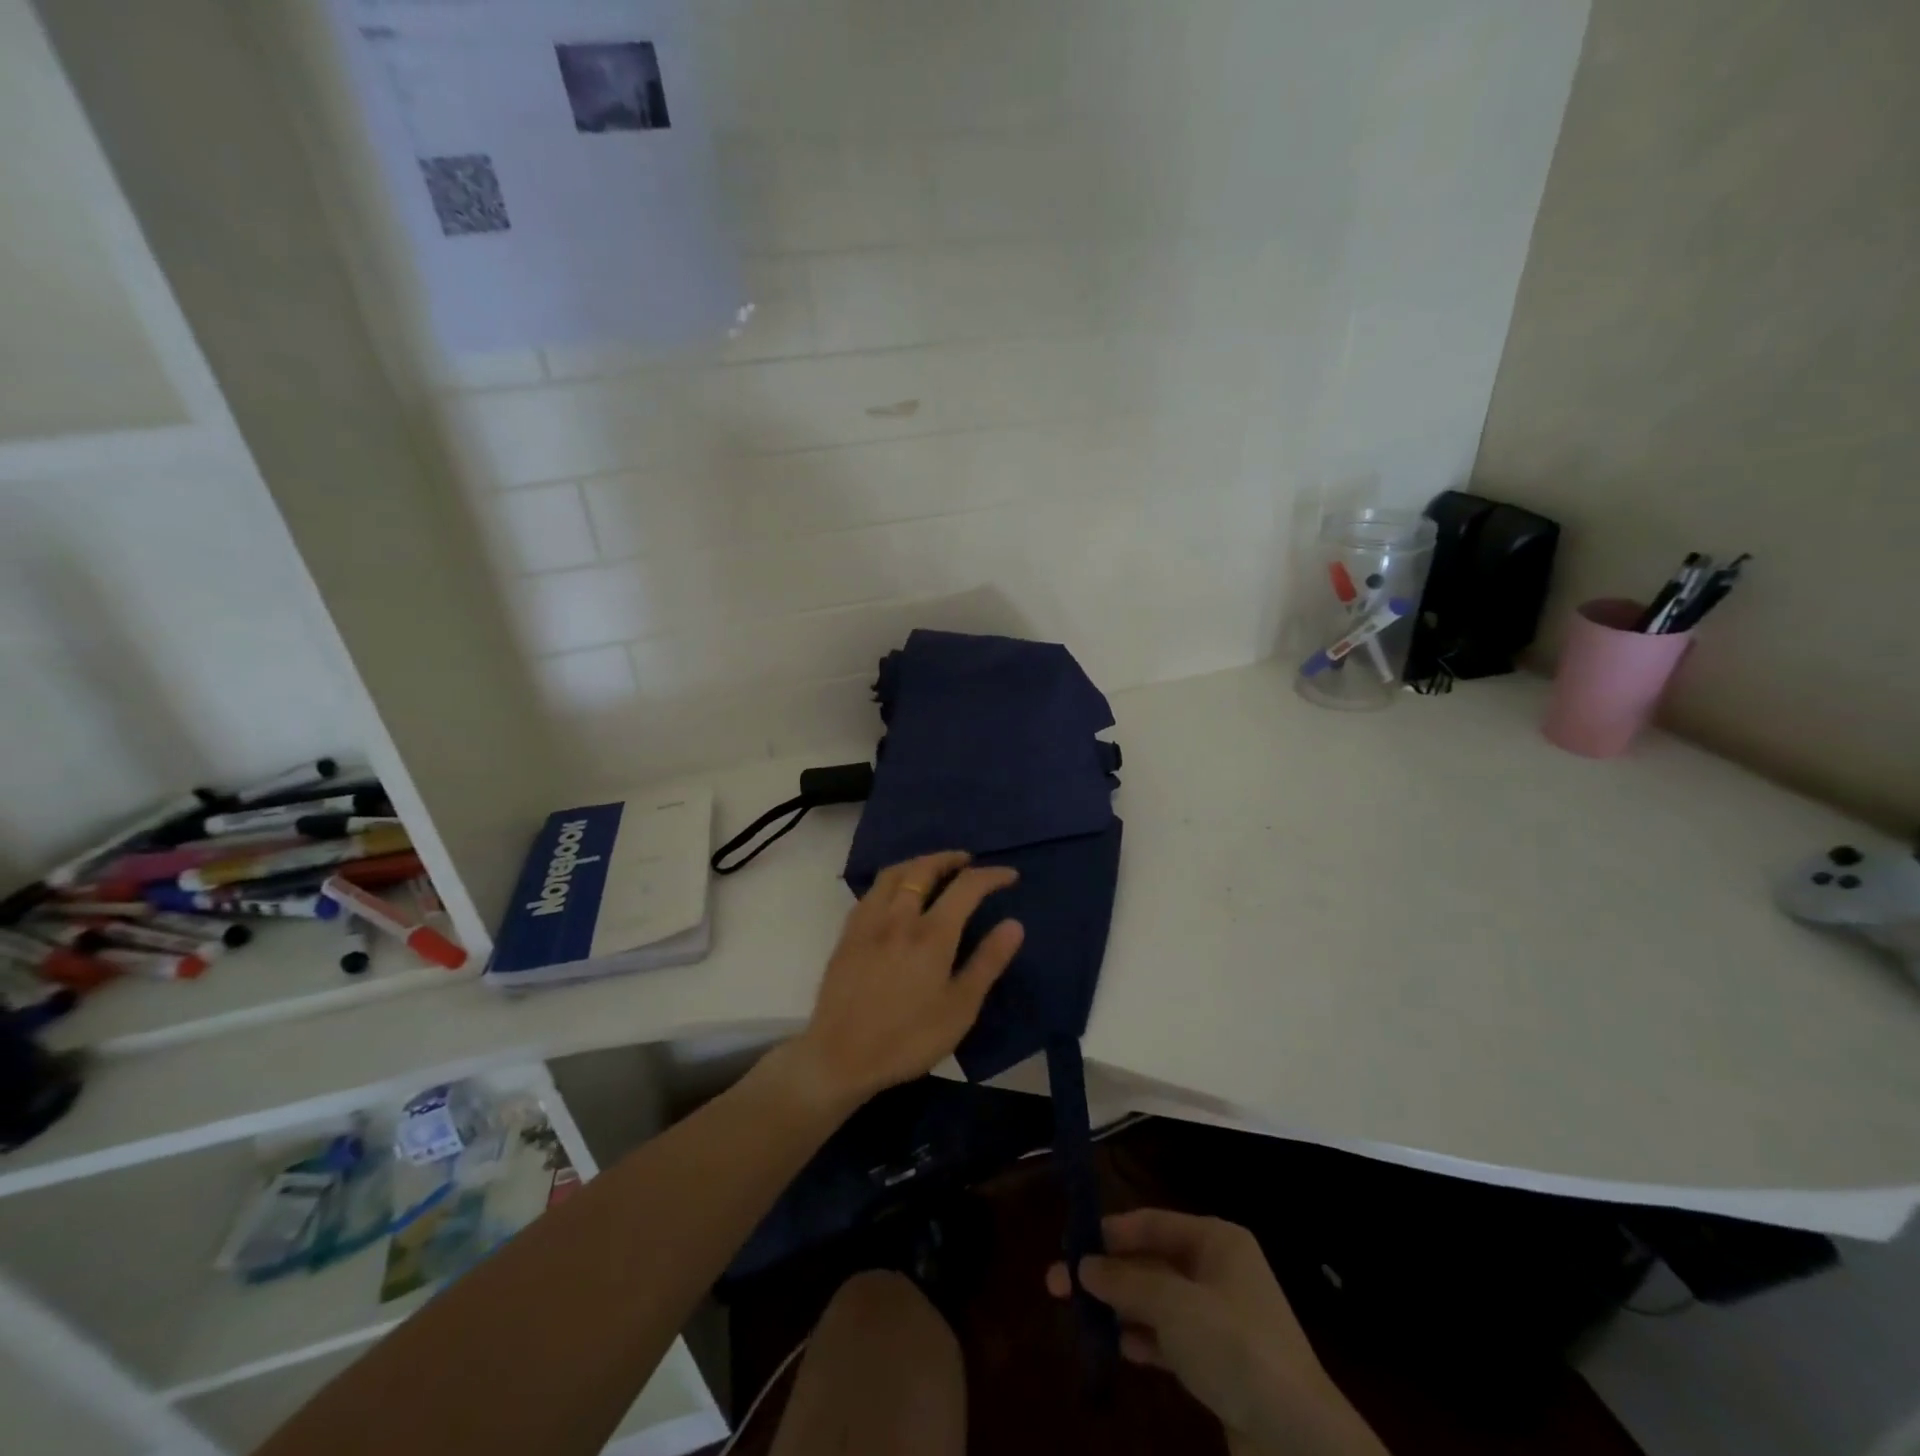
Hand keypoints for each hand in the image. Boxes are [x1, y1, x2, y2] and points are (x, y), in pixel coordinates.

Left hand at [787, 851, 1023, 1112]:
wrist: (840, 1057)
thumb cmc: (908, 1038)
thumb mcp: (960, 1008)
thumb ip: (987, 962)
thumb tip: (1014, 924)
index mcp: (931, 934)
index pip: (966, 887)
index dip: (991, 876)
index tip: (1009, 875)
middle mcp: (898, 917)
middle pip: (924, 869)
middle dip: (949, 859)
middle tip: (968, 861)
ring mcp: (868, 923)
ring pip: (893, 874)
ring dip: (918, 863)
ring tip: (933, 870)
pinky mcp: (847, 935)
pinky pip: (872, 892)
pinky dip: (892, 881)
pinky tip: (895, 895)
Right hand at [1047, 1210, 1386, 1455]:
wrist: (1300, 1442)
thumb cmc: (1236, 1349)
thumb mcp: (1174, 1307)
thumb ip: (1125, 1283)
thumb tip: (1082, 1265)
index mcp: (1216, 1241)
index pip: (1152, 1223)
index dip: (1109, 1232)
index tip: (1069, 1244)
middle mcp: (1218, 1270)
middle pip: (1151, 1261)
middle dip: (1107, 1274)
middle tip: (1057, 1285)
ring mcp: (1221, 1317)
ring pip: (1158, 1301)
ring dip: (1120, 1307)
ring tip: (1077, 1317)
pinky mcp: (1221, 1361)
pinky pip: (1172, 1337)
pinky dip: (1144, 1339)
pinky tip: (1117, 1348)